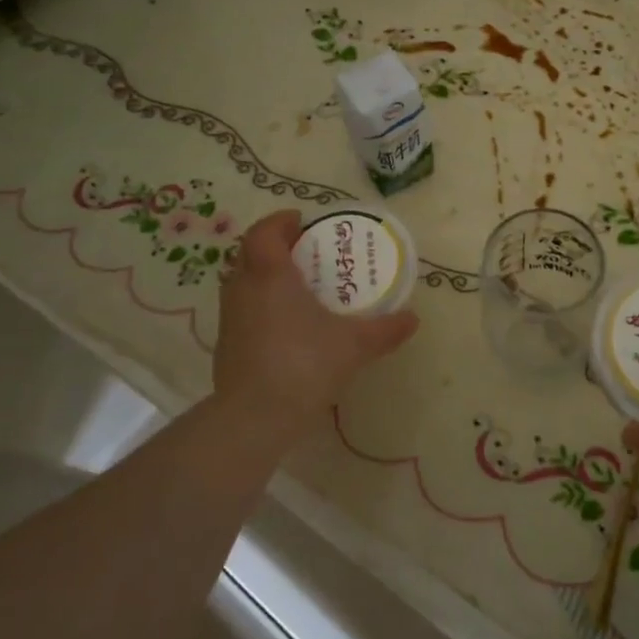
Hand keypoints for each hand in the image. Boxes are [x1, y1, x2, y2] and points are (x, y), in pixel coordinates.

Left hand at [213, 210, 418, 437]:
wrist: (255, 417)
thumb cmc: (304, 365)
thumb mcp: (355, 345)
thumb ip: (385, 329)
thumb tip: (413, 319)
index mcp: (271, 275)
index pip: (264, 232)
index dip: (279, 221)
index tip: (300, 220)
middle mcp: (243, 288)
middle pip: (249, 252)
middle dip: (274, 246)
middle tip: (304, 252)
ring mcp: (230, 318)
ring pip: (242, 281)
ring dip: (264, 275)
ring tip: (297, 286)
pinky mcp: (226, 345)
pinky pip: (242, 309)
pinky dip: (260, 304)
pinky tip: (286, 325)